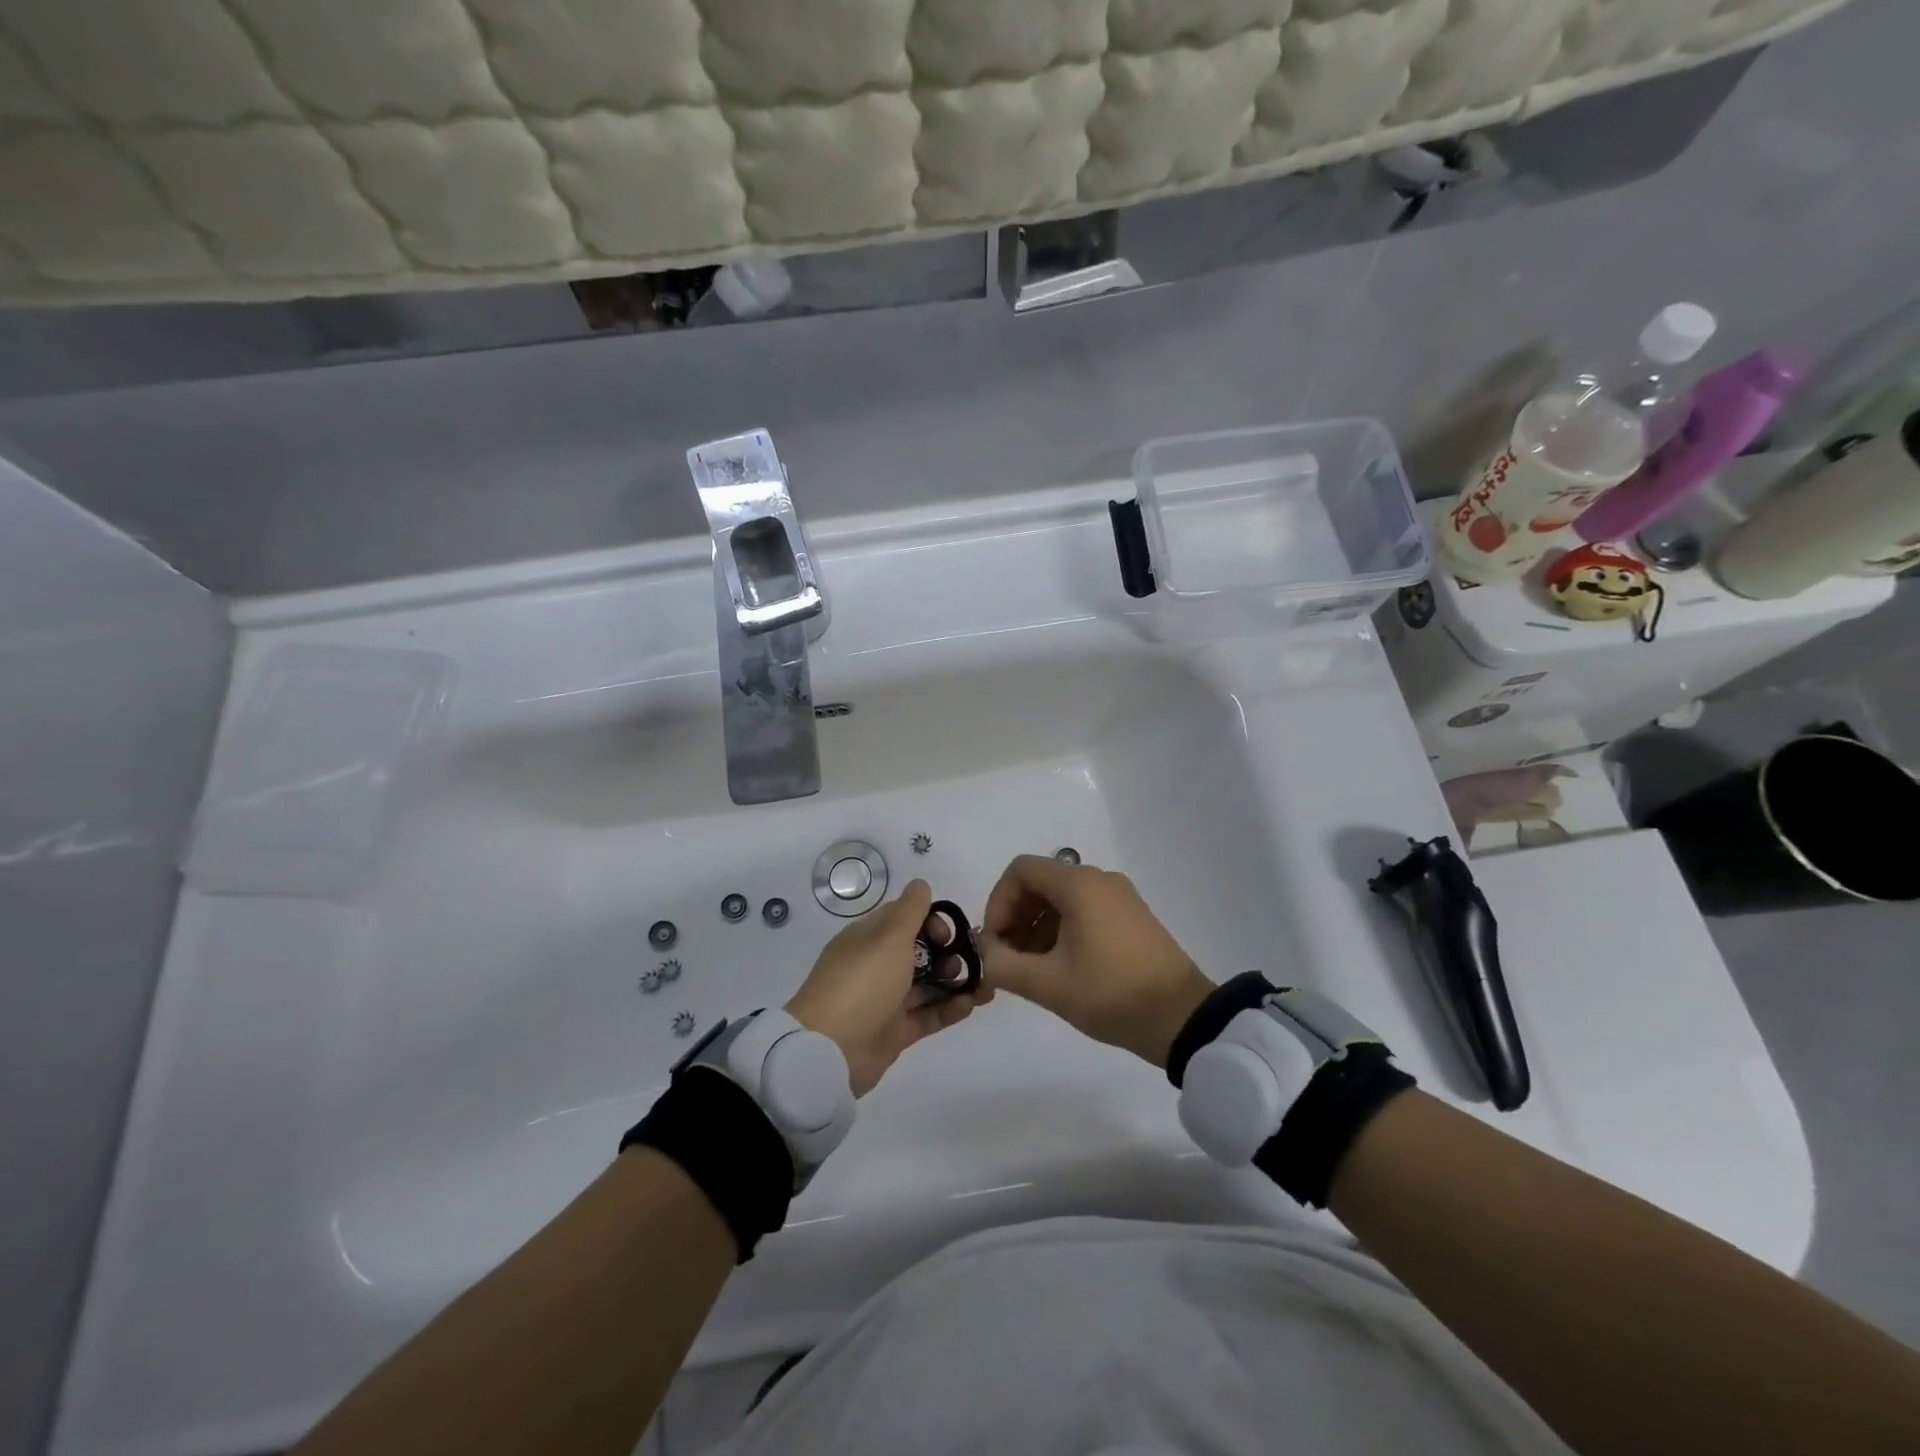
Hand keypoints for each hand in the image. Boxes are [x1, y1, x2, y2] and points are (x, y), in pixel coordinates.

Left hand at [786, 879, 990, 1096]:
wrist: (831, 1051)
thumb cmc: (862, 982)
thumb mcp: (888, 937)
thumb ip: (910, 910)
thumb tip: (921, 884)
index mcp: (867, 938)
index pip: (903, 918)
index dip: (930, 920)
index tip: (948, 932)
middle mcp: (876, 965)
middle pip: (918, 951)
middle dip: (947, 951)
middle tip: (969, 959)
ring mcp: (885, 1000)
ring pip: (926, 984)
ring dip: (955, 980)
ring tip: (982, 983)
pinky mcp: (895, 1032)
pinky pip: (927, 1015)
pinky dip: (950, 1008)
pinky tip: (973, 1003)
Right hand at [981, 855, 1214, 1068]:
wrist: (1182, 1018)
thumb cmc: (1111, 993)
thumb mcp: (1048, 984)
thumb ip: (1003, 965)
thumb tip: (984, 954)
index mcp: (1078, 884)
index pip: (1020, 871)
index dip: (998, 902)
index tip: (994, 943)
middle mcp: (1099, 880)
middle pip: (1040, 883)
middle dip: (1015, 918)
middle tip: (1007, 960)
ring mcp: (1119, 897)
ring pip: (1062, 899)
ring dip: (1037, 927)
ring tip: (1031, 970)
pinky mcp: (1132, 917)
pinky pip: (1084, 910)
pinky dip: (1062, 931)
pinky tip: (1060, 968)